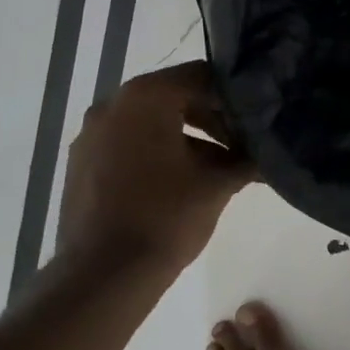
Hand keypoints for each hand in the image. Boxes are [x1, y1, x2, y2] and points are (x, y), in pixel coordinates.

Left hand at [55, 62, 254, 274]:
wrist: (104, 273)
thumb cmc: (166, 218)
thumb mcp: (218, 185)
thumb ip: (247, 159)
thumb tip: (267, 152)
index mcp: (145, 97)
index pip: (201, 75)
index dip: (234, 96)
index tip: (256, 121)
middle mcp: (112, 104)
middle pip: (174, 97)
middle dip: (212, 120)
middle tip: (242, 146)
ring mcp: (91, 134)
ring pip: (150, 123)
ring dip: (186, 139)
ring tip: (216, 171)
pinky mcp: (82, 163)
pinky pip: (128, 144)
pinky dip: (156, 154)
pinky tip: (179, 185)